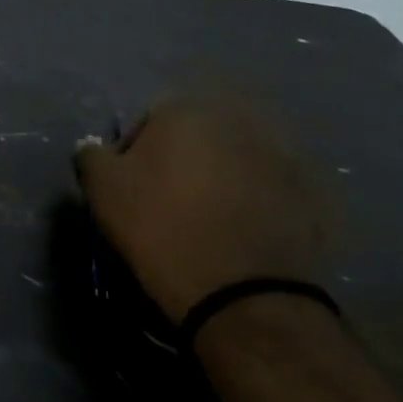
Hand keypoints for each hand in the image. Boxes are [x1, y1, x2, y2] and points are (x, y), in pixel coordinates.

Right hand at [75, 97, 324, 319]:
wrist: (239, 290)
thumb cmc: (159, 227)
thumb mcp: (103, 190)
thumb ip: (92, 156)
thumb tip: (95, 148)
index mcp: (186, 111)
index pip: (149, 119)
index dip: (135, 153)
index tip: (132, 187)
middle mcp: (238, 120)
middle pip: (198, 136)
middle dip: (183, 161)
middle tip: (169, 202)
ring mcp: (280, 154)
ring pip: (235, 161)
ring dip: (220, 180)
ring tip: (207, 220)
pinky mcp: (310, 191)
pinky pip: (269, 188)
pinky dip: (255, 202)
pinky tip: (241, 233)